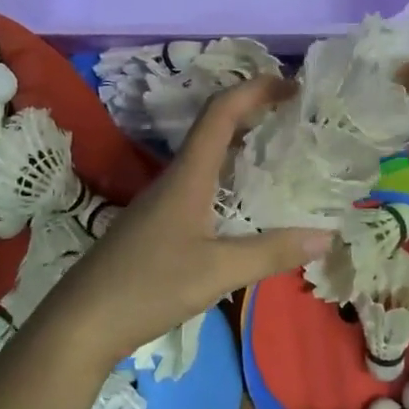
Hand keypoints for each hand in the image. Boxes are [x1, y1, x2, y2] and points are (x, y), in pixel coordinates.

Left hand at [46, 75, 333, 367]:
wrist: (81, 322)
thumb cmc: (148, 286)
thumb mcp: (217, 272)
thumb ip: (271, 253)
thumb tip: (327, 236)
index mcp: (188, 174)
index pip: (221, 112)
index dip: (255, 89)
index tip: (292, 85)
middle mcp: (176, 177)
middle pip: (215, 126)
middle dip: (254, 111)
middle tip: (295, 114)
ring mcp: (164, 200)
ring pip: (208, 155)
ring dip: (242, 142)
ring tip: (280, 149)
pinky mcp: (159, 223)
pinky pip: (202, 181)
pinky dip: (230, 175)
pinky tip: (246, 201)